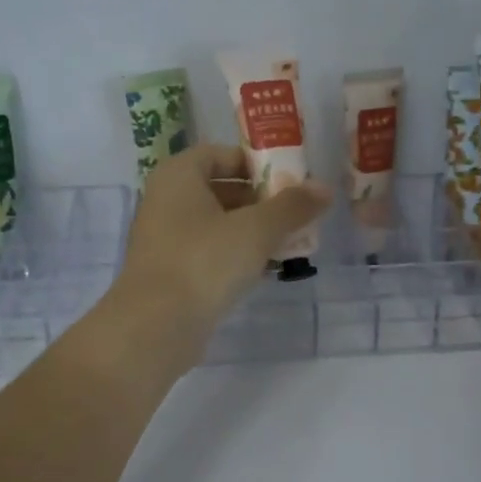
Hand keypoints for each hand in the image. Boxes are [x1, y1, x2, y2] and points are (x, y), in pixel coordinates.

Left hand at [111, 144, 331, 351]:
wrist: (156, 327)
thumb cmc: (204, 262)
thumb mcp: (256, 230)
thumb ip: (292, 207)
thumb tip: (324, 188)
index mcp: (179, 176)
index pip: (221, 154)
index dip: (256, 164)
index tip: (289, 181)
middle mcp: (165, 200)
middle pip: (220, 189)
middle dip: (260, 201)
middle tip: (295, 215)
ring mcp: (164, 239)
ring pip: (216, 224)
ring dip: (251, 232)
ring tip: (288, 244)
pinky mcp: (169, 272)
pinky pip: (207, 253)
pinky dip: (234, 256)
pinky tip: (263, 271)